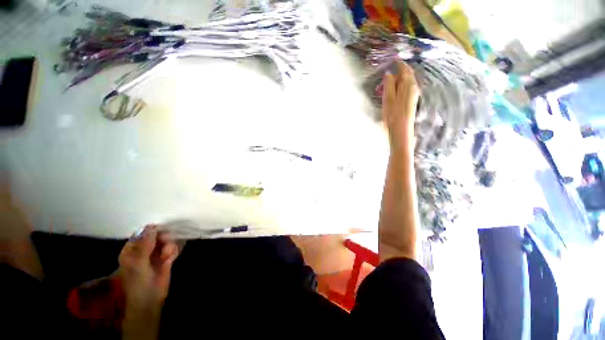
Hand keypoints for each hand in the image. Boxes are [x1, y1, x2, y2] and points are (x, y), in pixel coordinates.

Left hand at [118, 225, 178, 308]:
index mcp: (131, 250)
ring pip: (166, 241)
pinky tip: (171, 259)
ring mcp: (155, 254)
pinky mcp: (165, 258)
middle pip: (156, 235)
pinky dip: (173, 251)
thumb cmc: (139, 283)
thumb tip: (152, 226)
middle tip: (166, 245)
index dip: (152, 231)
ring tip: (167, 256)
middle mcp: (143, 250)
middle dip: (163, 238)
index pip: (142, 233)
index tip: (162, 232)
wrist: (150, 300)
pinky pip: (172, 248)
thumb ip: (145, 245)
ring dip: (169, 246)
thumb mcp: (139, 264)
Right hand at [382, 61, 419, 147]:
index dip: (398, 64)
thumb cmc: (393, 115)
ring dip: (394, 83)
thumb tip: (389, 73)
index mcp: (408, 85)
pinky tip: (390, 94)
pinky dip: (397, 89)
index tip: (393, 60)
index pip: (404, 70)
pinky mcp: (411, 101)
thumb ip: (389, 84)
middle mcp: (413, 88)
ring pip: (404, 84)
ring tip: (383, 90)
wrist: (401, 130)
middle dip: (394, 76)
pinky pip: (404, 90)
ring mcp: (413, 95)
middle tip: (382, 82)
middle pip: (405, 76)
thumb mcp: (388, 98)